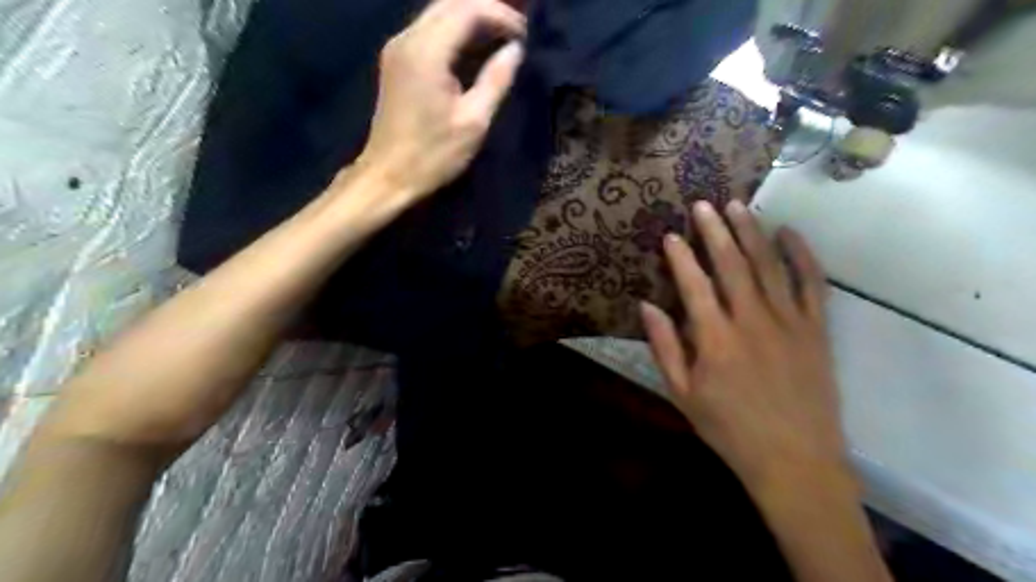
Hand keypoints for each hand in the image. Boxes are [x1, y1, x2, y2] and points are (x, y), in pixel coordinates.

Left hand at [362, 0, 529, 202]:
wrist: (388, 176)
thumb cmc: (434, 155)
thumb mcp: (474, 122)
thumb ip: (496, 80)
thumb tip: (515, 50)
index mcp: (427, 52)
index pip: (467, 10)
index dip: (500, 15)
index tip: (524, 35)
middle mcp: (407, 39)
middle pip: (450, 3)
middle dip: (486, 10)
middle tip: (515, 31)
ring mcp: (397, 48)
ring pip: (437, 13)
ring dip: (470, 18)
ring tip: (499, 37)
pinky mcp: (395, 61)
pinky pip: (427, 30)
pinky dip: (454, 31)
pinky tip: (472, 48)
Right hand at [641, 202, 850, 493]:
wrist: (795, 459)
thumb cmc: (729, 429)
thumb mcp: (683, 394)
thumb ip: (664, 348)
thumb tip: (647, 306)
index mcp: (715, 339)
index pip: (694, 285)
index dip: (681, 257)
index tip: (670, 234)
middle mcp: (752, 321)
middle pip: (732, 265)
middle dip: (715, 231)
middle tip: (703, 204)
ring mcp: (789, 322)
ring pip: (769, 266)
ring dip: (752, 232)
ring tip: (738, 206)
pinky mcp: (817, 329)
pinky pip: (812, 284)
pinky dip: (802, 255)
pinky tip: (790, 233)